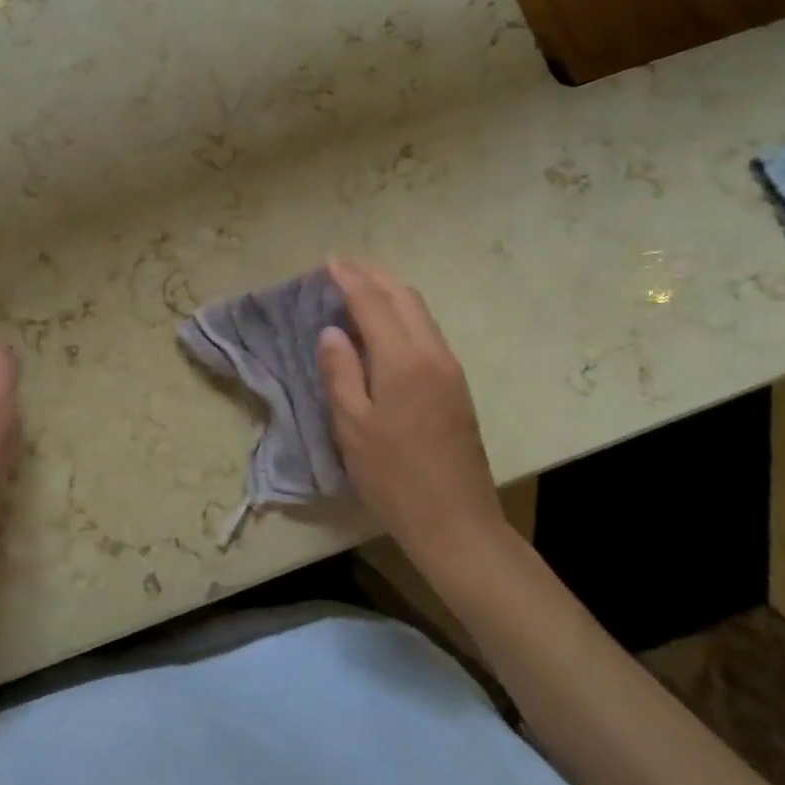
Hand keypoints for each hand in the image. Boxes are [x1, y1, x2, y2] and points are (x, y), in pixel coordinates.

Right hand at [317, 258, 505, 568]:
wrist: (456, 522)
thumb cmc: (394, 477)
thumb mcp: (352, 426)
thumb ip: (340, 372)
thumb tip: (332, 330)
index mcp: (403, 360)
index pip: (373, 303)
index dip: (349, 279)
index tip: (329, 262)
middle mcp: (432, 353)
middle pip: (404, 296)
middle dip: (373, 275)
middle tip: (343, 268)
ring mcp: (450, 368)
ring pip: (420, 311)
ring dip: (390, 292)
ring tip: (360, 289)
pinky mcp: (456, 385)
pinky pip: (427, 331)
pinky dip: (403, 314)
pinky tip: (384, 326)